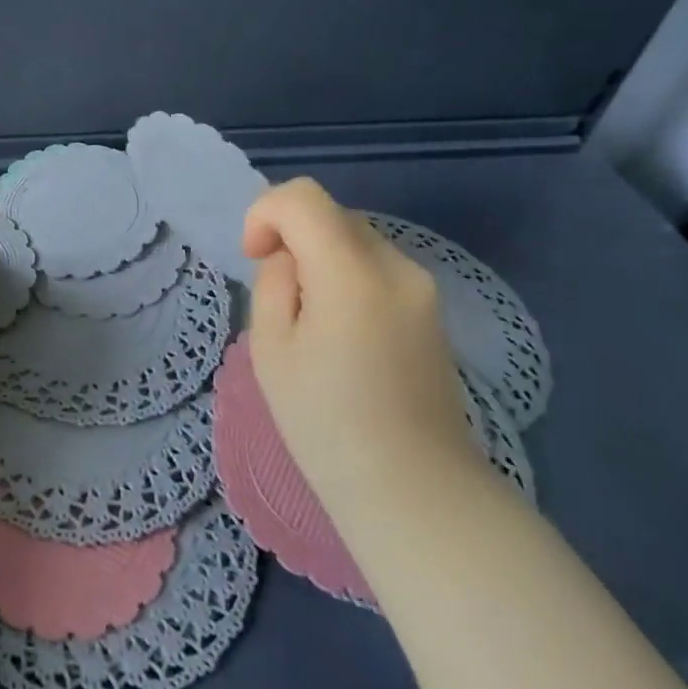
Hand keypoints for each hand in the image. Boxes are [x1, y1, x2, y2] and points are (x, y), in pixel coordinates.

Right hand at [242, 178, 478, 519]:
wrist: (413, 491)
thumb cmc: (326, 424)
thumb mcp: (271, 347)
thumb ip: (274, 283)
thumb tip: (291, 260)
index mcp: (352, 271)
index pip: (302, 197)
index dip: (265, 214)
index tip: (255, 259)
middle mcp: (396, 265)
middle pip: (330, 214)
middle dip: (292, 237)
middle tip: (280, 299)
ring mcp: (422, 288)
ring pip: (354, 239)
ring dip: (319, 257)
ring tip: (310, 322)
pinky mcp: (432, 310)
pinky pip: (376, 268)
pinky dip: (346, 277)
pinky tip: (342, 334)